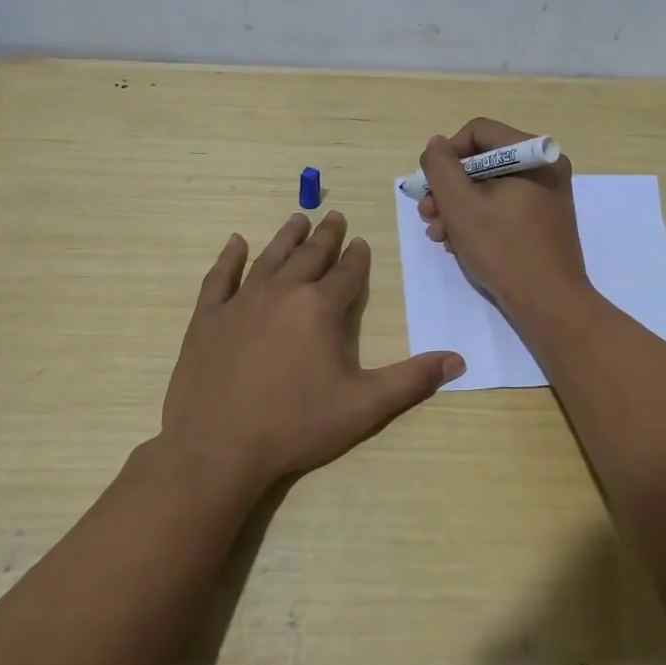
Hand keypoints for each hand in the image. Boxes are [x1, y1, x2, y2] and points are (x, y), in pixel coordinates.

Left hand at [160, 211, 464, 488]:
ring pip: (269, 258)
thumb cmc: (296, 425)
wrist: (218, 448)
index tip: (361, 242)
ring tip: (298, 219)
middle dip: (326, 236)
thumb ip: (411, 379)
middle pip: (309, 255)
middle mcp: (282, 293)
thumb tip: (458, 360)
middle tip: (334, 216)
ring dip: (286, 237)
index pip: (346, 273)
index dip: (357, 257)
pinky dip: (229, 257)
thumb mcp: (364, 406)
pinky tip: (236, 242)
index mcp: (320, 308)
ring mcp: (241, 302)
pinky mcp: (208, 318)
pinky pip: (220, 277)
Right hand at [417, 118, 590, 325]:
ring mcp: (544, 198)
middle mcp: (544, 170)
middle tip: (427, 214)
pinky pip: (501, 209)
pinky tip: (459, 245)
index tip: (429, 185)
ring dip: (457, 209)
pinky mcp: (540, 223)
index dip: (446, 155)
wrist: (549, 304)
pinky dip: (477, 222)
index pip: (478, 133)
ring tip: (439, 236)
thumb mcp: (461, 205)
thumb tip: (436, 145)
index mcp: (534, 156)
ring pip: (488, 189)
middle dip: (448, 189)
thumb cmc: (504, 249)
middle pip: (482, 162)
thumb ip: (441, 167)